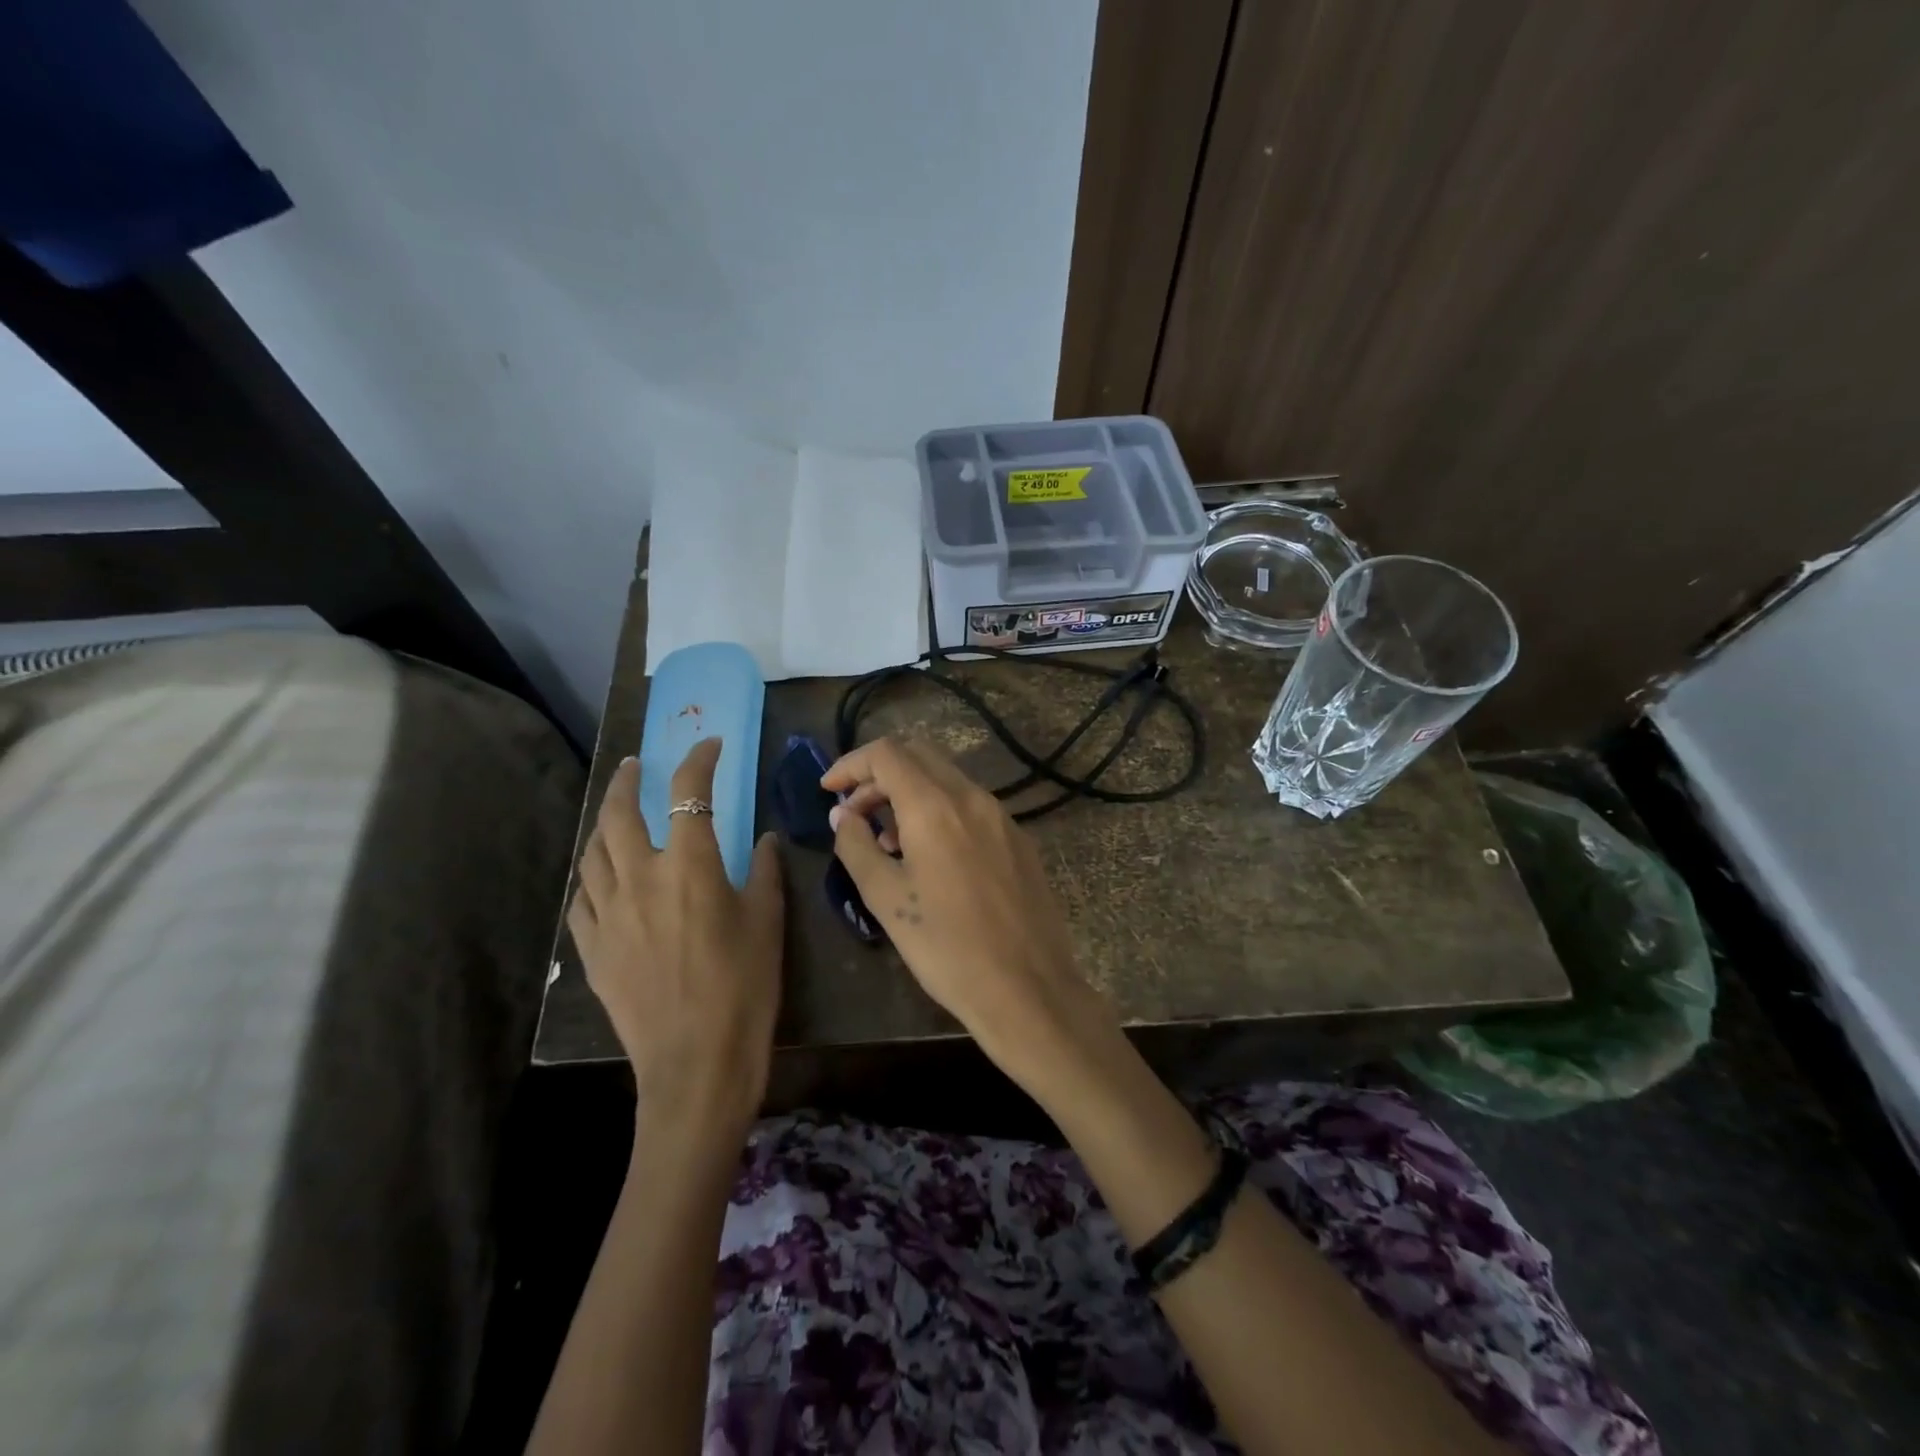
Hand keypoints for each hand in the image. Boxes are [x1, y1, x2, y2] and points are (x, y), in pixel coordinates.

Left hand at [568, 739, 783, 1140]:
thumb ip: (763, 872)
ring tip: (616, 813)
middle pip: (621, 813)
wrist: (697, 1062)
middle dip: (628, 780)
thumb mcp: (767, 922)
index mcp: (690, 866)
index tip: (710, 745)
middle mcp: (641, 878)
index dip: (699, 760)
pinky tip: (602, 876)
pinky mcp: (593, 949)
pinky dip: (592, 875)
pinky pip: (582, 898)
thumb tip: (762, 840)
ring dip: (605, 823)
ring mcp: (609, 914)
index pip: (690, 792)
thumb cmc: (745, 987)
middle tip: (637, 764)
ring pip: (593, 852)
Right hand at [823, 737, 1112, 1091]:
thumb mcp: (886, 898)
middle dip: (879, 774)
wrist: (1027, 988)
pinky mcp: (1019, 839)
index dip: (850, 764)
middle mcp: (973, 797)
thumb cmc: (946, 947)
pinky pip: (971, 806)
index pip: (886, 753)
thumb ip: (856, 846)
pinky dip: (940, 811)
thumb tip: (842, 814)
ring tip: (888, 842)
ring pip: (947, 780)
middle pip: (919, 755)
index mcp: (936, 806)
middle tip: (855, 813)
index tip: (828, 790)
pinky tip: (930, 857)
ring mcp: (1002, 816)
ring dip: (910, 793)